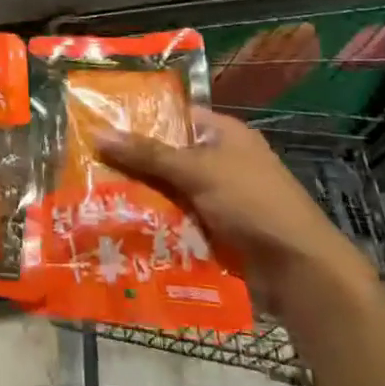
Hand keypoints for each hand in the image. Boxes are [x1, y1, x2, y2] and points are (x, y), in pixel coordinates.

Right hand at [95, 108, 373, 318]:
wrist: (299, 269)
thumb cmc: (252, 203)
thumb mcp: (197, 171)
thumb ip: (147, 154)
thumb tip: (98, 133)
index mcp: (224, 134)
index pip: (176, 115)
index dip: (140, 117)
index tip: (100, 121)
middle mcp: (221, 161)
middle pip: (167, 155)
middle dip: (132, 161)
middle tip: (85, 162)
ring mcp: (219, 198)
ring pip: (168, 190)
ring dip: (139, 195)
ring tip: (92, 196)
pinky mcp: (216, 230)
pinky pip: (177, 219)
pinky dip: (155, 222)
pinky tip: (120, 225)